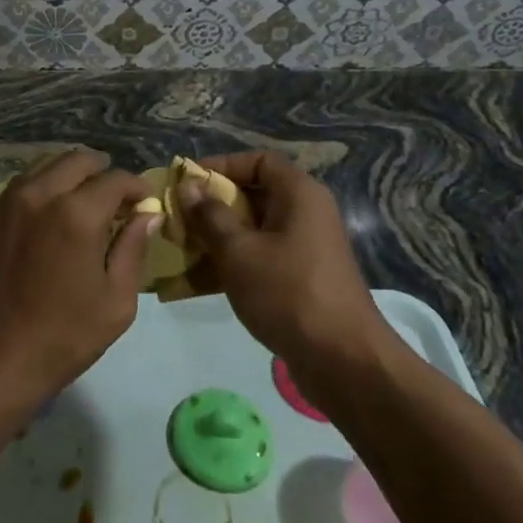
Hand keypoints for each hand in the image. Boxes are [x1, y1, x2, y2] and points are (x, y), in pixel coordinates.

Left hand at [0, 150, 154, 408]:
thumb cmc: (64, 336)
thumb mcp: (116, 301)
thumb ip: (134, 249)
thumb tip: (149, 214)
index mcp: (77, 214)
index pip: (115, 180)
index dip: (136, 187)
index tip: (145, 202)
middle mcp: (41, 195)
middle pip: (78, 160)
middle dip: (103, 171)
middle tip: (116, 198)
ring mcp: (10, 201)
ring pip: (46, 165)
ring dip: (71, 174)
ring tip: (84, 200)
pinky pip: (23, 184)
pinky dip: (44, 186)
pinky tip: (52, 211)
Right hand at [179, 151, 387, 367]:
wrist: (344, 361)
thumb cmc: (288, 292)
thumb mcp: (238, 251)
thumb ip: (209, 215)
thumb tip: (188, 186)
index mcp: (299, 194)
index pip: (258, 161)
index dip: (221, 166)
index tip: (188, 182)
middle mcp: (306, 213)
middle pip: (254, 193)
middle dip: (213, 205)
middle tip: (179, 217)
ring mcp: (307, 246)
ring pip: (255, 228)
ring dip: (219, 235)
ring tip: (183, 248)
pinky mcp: (303, 276)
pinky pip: (263, 255)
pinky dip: (235, 260)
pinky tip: (201, 279)